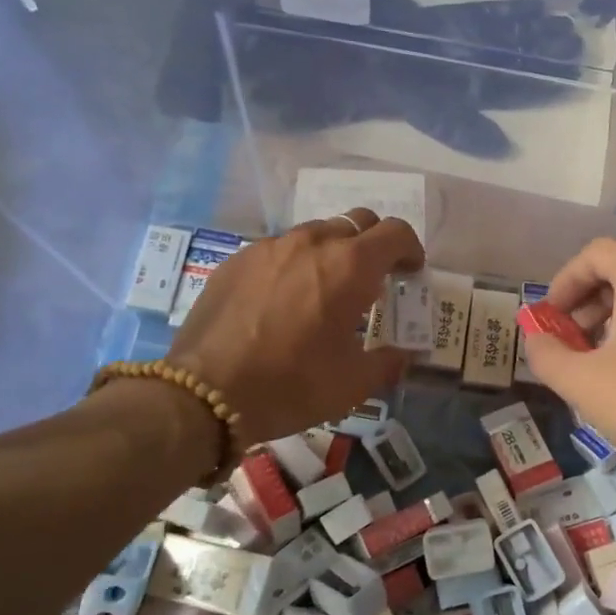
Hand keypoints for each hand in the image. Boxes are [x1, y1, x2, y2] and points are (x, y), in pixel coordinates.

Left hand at [168, 208, 424, 446]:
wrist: (204, 393)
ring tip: (325, 289)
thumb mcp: (352, 384)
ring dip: (332, 252)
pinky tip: (283, 300)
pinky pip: (279, 249)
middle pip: (357, 222)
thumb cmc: (291, 385)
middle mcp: (312, 243)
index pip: (395, 232)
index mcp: (350, 267)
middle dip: (373, 244)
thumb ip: (387, 362)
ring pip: (315, 232)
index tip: (410, 271)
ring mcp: (271, 247)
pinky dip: (294, 264)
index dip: (410, 248)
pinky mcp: (238, 259)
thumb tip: (402, 356)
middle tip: (373, 278)